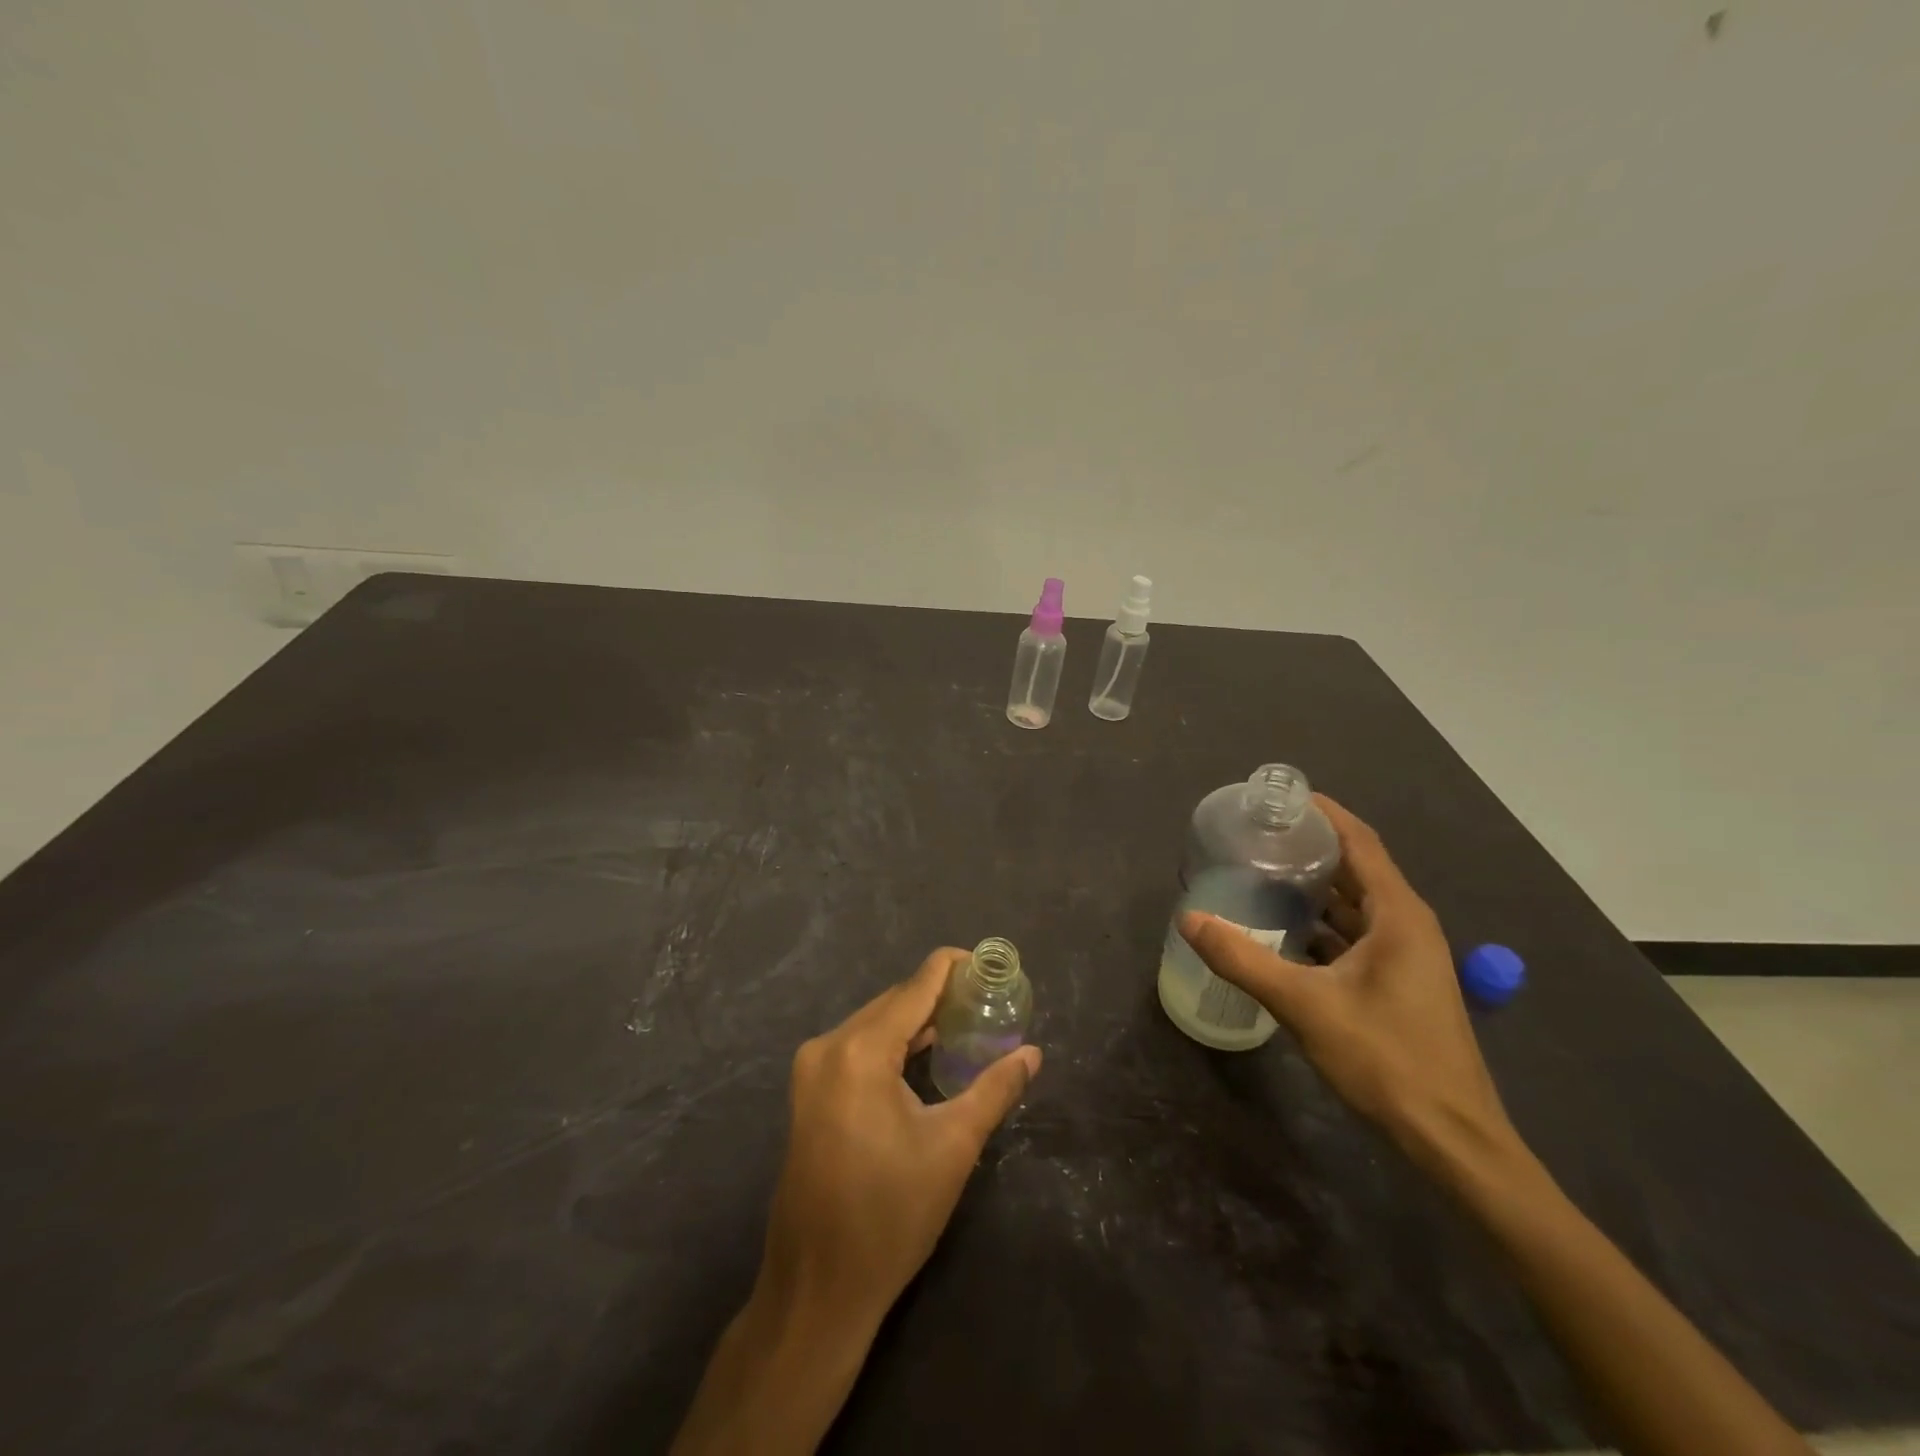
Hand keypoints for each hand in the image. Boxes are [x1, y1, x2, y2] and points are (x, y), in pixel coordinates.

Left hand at [758, 946, 1041, 1328]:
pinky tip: (925, 1054)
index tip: (989, 965)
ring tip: (966, 1022)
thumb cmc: (890, 1216)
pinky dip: (893, 1043)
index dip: (953, 968)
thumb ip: (995, 1089)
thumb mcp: (953, 1147)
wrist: (817, 1289)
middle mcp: (829, 1046)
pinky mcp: (808, 1093)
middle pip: (894, 1002)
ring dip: (917, 1020)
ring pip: (875, 1023)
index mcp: (860, 1050)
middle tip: (987, 1001)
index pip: (916, 986)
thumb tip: (1033, 1053)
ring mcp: (812, 1069)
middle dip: (940, 996)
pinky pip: (858, 1046)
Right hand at [1179, 795, 1511, 1166]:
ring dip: (1315, 889)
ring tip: (1262, 875)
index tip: (1280, 798)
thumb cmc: (1386, 1060)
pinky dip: (1322, 925)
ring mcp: (1407, 957)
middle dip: (1310, 849)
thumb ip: (1243, 959)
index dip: (1324, 813)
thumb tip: (1188, 919)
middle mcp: (1407, 925)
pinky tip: (1284, 932)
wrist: (1452, 1140)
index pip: (1360, 842)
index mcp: (1398, 915)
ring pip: (1356, 906)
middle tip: (1257, 836)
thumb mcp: (1304, 1005)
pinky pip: (1357, 936)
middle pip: (1357, 869)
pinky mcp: (1399, 984)